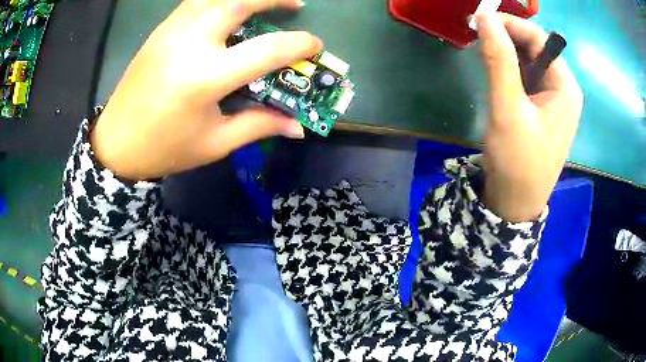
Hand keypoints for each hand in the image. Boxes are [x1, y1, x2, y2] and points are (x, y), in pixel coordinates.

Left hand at [91, 0, 321, 180]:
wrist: (115, 144)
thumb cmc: (165, 148)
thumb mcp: (215, 142)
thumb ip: (259, 125)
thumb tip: (298, 127)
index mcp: (205, 78)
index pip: (266, 50)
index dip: (299, 45)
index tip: (314, 46)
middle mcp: (189, 44)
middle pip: (238, 1)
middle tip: (294, 5)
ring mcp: (171, 32)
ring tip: (263, 2)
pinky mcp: (160, 31)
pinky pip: (195, 2)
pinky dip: (218, 0)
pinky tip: (228, 9)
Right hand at [476, 13, 582, 221]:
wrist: (516, 203)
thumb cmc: (517, 160)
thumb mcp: (507, 108)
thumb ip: (499, 60)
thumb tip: (485, 17)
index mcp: (565, 87)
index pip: (539, 39)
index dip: (510, 24)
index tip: (480, 19)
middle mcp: (564, 89)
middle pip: (536, 49)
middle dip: (508, 37)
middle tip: (478, 33)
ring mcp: (554, 100)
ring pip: (530, 62)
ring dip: (508, 52)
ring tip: (483, 50)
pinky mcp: (543, 109)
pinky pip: (528, 78)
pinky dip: (511, 69)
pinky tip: (496, 71)